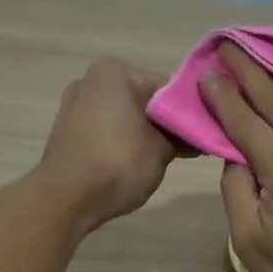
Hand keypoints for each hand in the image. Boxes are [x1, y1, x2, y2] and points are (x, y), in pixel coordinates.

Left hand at [38, 58, 180, 231]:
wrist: (66, 199)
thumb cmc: (118, 164)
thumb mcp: (161, 149)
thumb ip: (182, 135)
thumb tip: (195, 134)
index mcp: (115, 72)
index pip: (169, 88)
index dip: (192, 112)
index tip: (207, 133)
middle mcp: (91, 80)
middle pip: (146, 100)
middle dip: (168, 123)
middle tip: (193, 148)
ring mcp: (76, 105)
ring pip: (127, 116)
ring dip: (148, 133)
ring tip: (170, 158)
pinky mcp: (68, 130)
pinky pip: (108, 130)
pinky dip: (126, 141)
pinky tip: (142, 162)